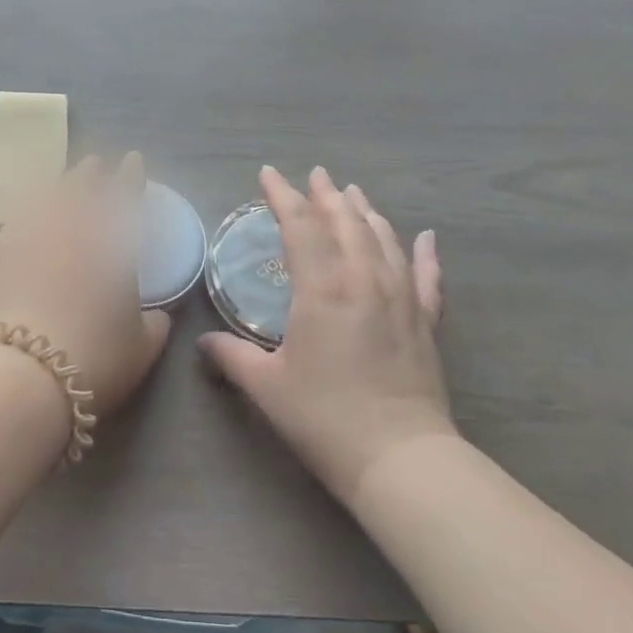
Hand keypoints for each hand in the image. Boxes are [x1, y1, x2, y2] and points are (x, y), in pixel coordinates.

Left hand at [0, 153, 171, 419]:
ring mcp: (29, 242)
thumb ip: (154, 326)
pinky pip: (14, 226)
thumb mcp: (141, 349)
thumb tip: (159, 315)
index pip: (124, 197)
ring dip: (55, 187)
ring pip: (43, 201)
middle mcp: (69, 232)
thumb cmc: (94, 359)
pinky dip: (23, 217)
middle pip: (79, 189)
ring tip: (60, 183)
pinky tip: (23, 220)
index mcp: (111, 245)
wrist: (20, 375)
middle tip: (94, 165)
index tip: (132, 159)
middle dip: (89, 174)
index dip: (130, 177)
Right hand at [199, 166, 451, 502]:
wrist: (399, 458)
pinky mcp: (426, 322)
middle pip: (345, 222)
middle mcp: (364, 280)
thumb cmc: (324, 417)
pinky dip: (425, 253)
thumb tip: (204, 342)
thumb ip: (231, 356)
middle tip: (315, 175)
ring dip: (365, 212)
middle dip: (326, 195)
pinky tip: (426, 236)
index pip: (300, 226)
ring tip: (352, 193)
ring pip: (383, 239)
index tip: (268, 175)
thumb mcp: (266, 386)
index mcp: (322, 288)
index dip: (283, 196)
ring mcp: (401, 298)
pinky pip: (427, 276)